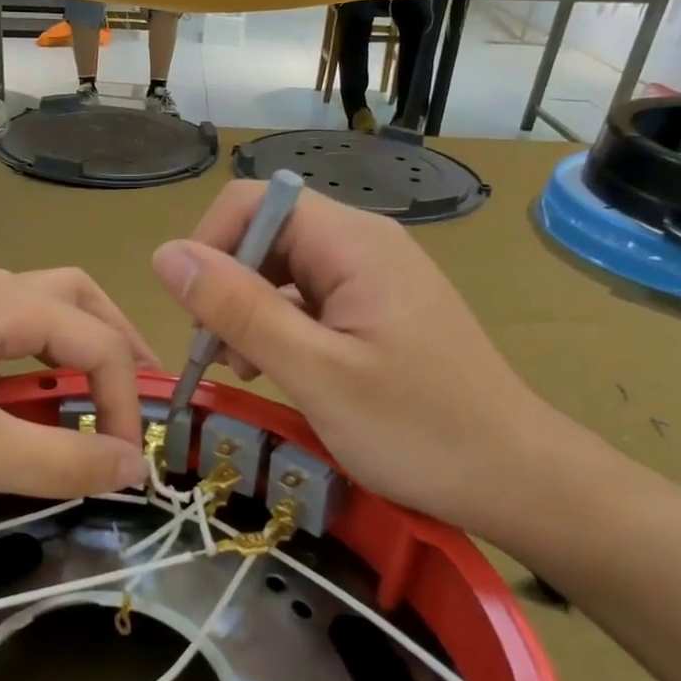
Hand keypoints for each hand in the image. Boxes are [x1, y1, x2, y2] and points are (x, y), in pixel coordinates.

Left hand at [0, 268, 158, 517]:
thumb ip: (62, 459)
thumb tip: (133, 465)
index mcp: (4, 305)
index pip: (98, 342)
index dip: (128, 399)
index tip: (127, 461)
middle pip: (77, 297)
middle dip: (117, 340)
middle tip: (139, 389)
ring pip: (39, 310)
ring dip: (79, 344)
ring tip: (98, 390)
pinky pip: (5, 334)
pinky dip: (39, 358)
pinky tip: (29, 396)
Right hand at [151, 183, 565, 537]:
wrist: (515, 478)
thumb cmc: (418, 429)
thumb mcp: (314, 372)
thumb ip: (238, 309)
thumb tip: (165, 255)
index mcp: (353, 242)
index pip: (254, 202)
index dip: (211, 245)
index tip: (197, 314)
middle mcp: (363, 244)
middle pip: (266, 234)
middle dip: (228, 287)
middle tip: (222, 356)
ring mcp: (372, 278)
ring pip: (282, 270)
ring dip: (249, 312)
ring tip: (250, 370)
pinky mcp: (376, 310)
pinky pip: (308, 299)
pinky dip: (279, 328)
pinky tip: (280, 371)